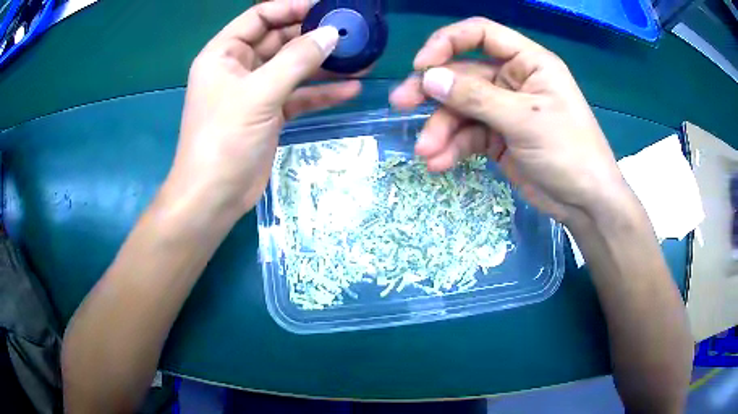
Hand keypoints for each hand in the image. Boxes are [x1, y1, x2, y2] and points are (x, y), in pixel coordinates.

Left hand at [165, 0, 360, 218]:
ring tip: (361, 60)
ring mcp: (256, 92)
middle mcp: (239, 67)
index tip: (326, 7)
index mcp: (224, 54)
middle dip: (314, 36)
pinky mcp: (269, 114)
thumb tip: (332, 34)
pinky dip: (321, 93)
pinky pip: (298, 96)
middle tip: (352, 33)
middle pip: (280, 40)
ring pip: (293, 68)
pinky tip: (350, 89)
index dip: (291, 8)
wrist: (214, 196)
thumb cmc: (224, 139)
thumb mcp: (259, 94)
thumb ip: (297, 60)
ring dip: (324, 65)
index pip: (260, 17)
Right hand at [390, 18, 625, 224]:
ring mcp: (503, 110)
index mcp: (527, 62)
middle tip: (401, 104)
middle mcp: (512, 80)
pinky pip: (468, 135)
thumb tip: (429, 78)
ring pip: (461, 109)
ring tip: (426, 152)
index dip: (448, 42)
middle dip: (433, 91)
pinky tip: (440, 163)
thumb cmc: (568, 150)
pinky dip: (453, 148)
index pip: (481, 35)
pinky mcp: (498, 137)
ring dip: (441, 129)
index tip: (422, 65)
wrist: (585, 202)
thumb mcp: (523, 119)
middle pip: (463, 74)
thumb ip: (476, 97)